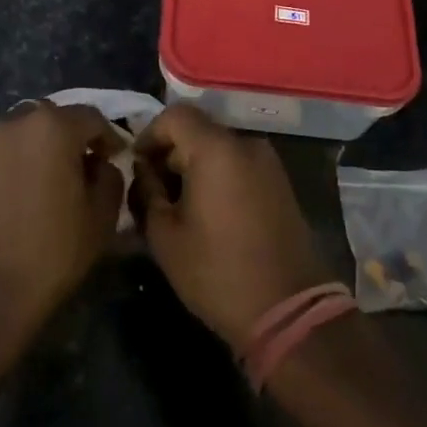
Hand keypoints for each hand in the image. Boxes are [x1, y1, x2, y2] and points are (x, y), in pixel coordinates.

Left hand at [0, 101, 125, 351]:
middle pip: (52, 117)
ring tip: (46, 182)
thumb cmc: (49, 253)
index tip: (115, 159)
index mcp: (53, 126)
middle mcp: (15, 122)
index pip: (91, 117)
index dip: (108, 137)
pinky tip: (17, 197)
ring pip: (21, 132)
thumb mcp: (101, 219)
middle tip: (81, 168)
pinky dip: (12, 164)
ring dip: (38, 148)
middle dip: (70, 137)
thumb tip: (100, 166)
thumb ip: (110, 179)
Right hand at [134, 104, 330, 347]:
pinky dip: (218, 175)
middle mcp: (245, 144)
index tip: (137, 165)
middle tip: (152, 189)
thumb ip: (147, 193)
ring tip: (177, 204)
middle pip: (198, 130)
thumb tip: (143, 171)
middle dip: (170, 153)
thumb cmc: (218, 272)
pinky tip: (207, 212)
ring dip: (194, 166)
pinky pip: (239, 164)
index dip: (149, 134)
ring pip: (219, 148)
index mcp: (216, 149)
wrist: (289, 310)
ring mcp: (268, 162)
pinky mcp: (280, 183)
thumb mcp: (166, 236)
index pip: (175, 115)